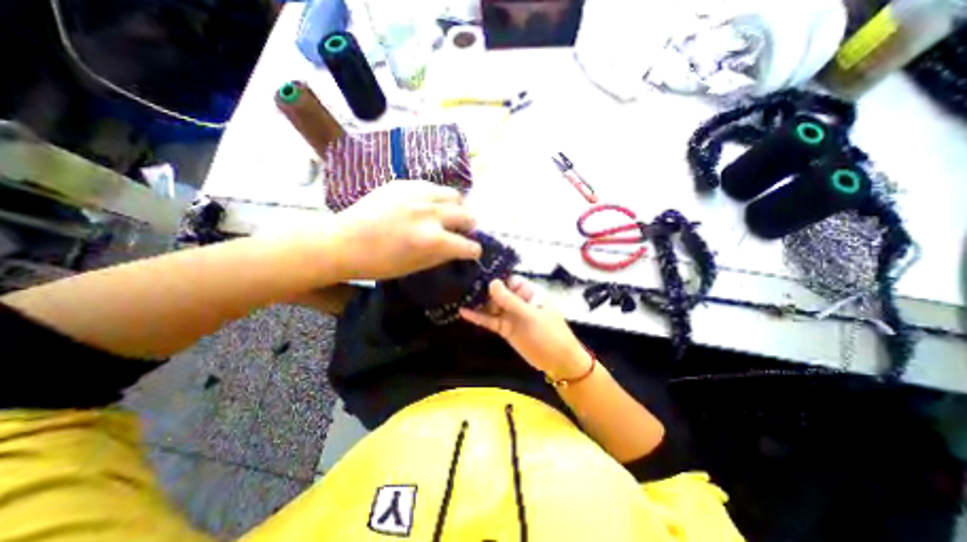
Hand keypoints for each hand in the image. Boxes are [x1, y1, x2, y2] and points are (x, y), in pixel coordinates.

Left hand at [333, 180, 482, 279]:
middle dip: (469, 226)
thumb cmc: (379, 263)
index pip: (468, 245)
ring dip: (457, 207)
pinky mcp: (403, 183)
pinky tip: (428, 205)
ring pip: (453, 194)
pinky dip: (437, 198)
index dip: (473, 251)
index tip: (472, 252)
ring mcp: (417, 194)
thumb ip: (443, 255)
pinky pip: (432, 187)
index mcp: (432, 240)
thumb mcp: (416, 267)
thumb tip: (459, 248)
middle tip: (462, 231)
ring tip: (449, 214)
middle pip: (466, 214)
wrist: (343, 242)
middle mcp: (430, 213)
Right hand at [458, 277, 588, 378]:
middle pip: (498, 292)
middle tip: (461, 285)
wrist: (558, 362)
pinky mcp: (505, 328)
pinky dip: (478, 317)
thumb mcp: (530, 315)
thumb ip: (510, 300)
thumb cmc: (549, 334)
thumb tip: (492, 282)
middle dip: (482, 289)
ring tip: (458, 296)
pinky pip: (490, 321)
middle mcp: (518, 301)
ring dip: (478, 303)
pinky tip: (463, 312)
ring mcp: (511, 315)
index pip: (509, 280)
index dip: (495, 277)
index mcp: (528, 293)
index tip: (476, 273)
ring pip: (492, 306)